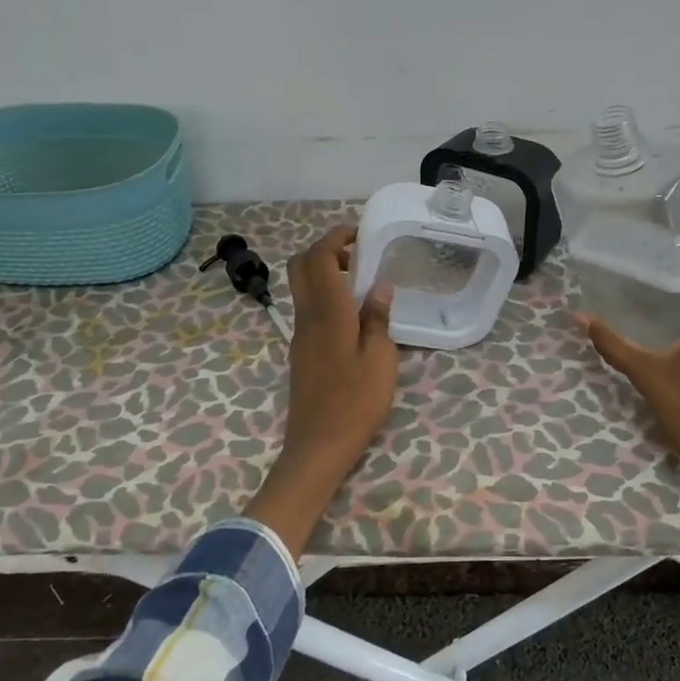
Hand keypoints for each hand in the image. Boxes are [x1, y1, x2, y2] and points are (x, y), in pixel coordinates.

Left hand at [246, 225, 397, 551]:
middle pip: (300, 267)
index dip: (334, 238)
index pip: (318, 259)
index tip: (359, 233)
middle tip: (356, 252)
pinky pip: (308, 308)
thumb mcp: (380, 361)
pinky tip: (352, 312)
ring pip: (301, 287)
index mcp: (327, 314)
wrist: (317, 447)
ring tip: (360, 279)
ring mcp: (299, 336)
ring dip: (324, 271)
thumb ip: (378, 319)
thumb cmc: (355, 404)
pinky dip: (325, 294)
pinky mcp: (301, 352)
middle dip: (324, 249)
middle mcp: (306, 318)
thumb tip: (379, 286)